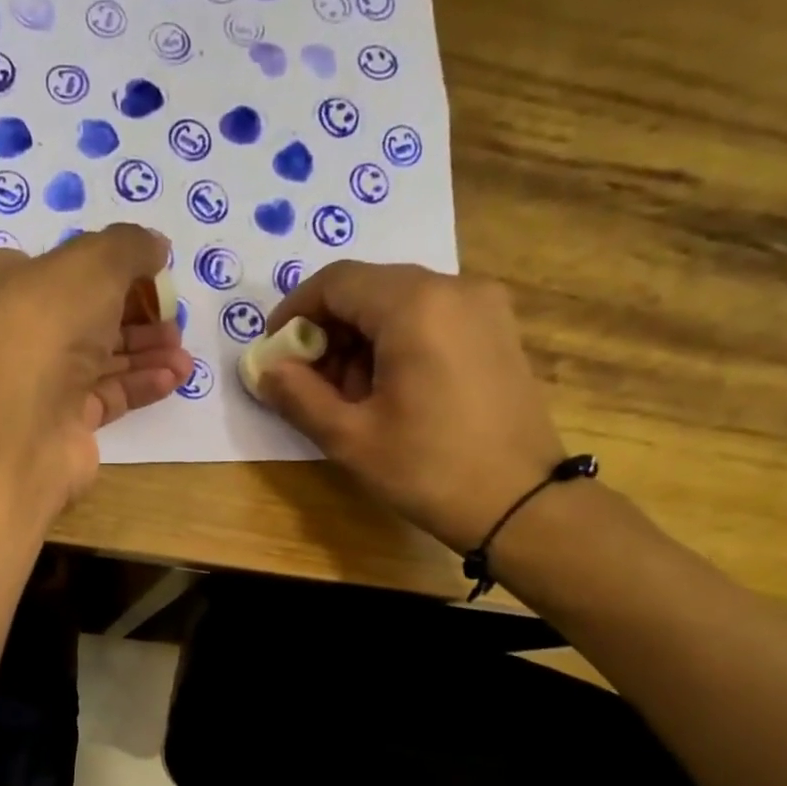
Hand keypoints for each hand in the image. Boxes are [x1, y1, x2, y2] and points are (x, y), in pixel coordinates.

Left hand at [0, 225, 193, 518]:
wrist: (18, 423)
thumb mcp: (95, 263)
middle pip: (89, 315)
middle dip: (138, 315)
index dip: (110, 266)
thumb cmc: (47, 324)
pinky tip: (173, 378)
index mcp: (10, 279)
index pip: (64, 266)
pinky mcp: (63, 423)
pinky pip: (108, 396)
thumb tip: (156, 247)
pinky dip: (140, 385)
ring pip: (102, 359)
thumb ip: (131, 247)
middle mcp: (22, 329)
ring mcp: (41, 381)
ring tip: (183, 354)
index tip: (153, 272)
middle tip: (175, 319)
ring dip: (147, 353)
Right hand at [259, 265, 567, 551]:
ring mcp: (484, 307)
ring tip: (348, 396)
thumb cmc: (428, 470)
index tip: (273, 351)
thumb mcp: (350, 439)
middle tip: (307, 382)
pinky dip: (396, 343)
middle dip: (328, 330)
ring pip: (401, 304)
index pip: (336, 281)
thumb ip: (298, 397)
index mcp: (415, 306)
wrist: (521, 503)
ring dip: (361, 340)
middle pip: (370, 288)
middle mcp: (454, 288)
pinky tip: (388, 392)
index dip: (295, 311)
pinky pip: (432, 319)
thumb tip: (265, 371)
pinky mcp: (498, 331)